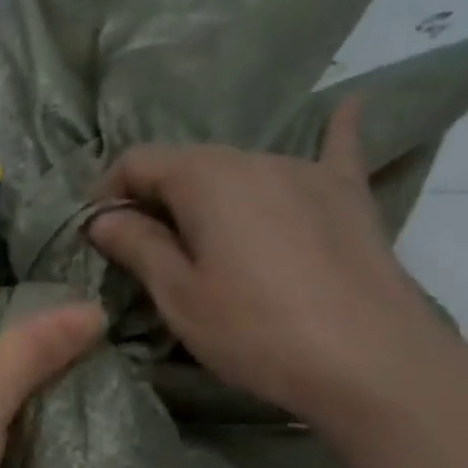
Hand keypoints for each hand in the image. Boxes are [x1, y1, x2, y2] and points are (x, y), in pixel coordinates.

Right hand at [86, 100, 462, 425]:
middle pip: (190, 164)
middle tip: (147, 247)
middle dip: (158, 197)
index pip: (139, 161)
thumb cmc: (256, 331)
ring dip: (213, 194)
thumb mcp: (179, 297)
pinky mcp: (349, 197)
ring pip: (243, 169)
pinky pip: (335, 153)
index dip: (108, 192)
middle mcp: (255, 157)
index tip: (97, 233)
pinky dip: (332, 134)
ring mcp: (308, 172)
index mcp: (205, 177)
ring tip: (209, 234)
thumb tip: (102, 218)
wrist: (369, 361)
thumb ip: (137, 247)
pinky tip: (346, 106)